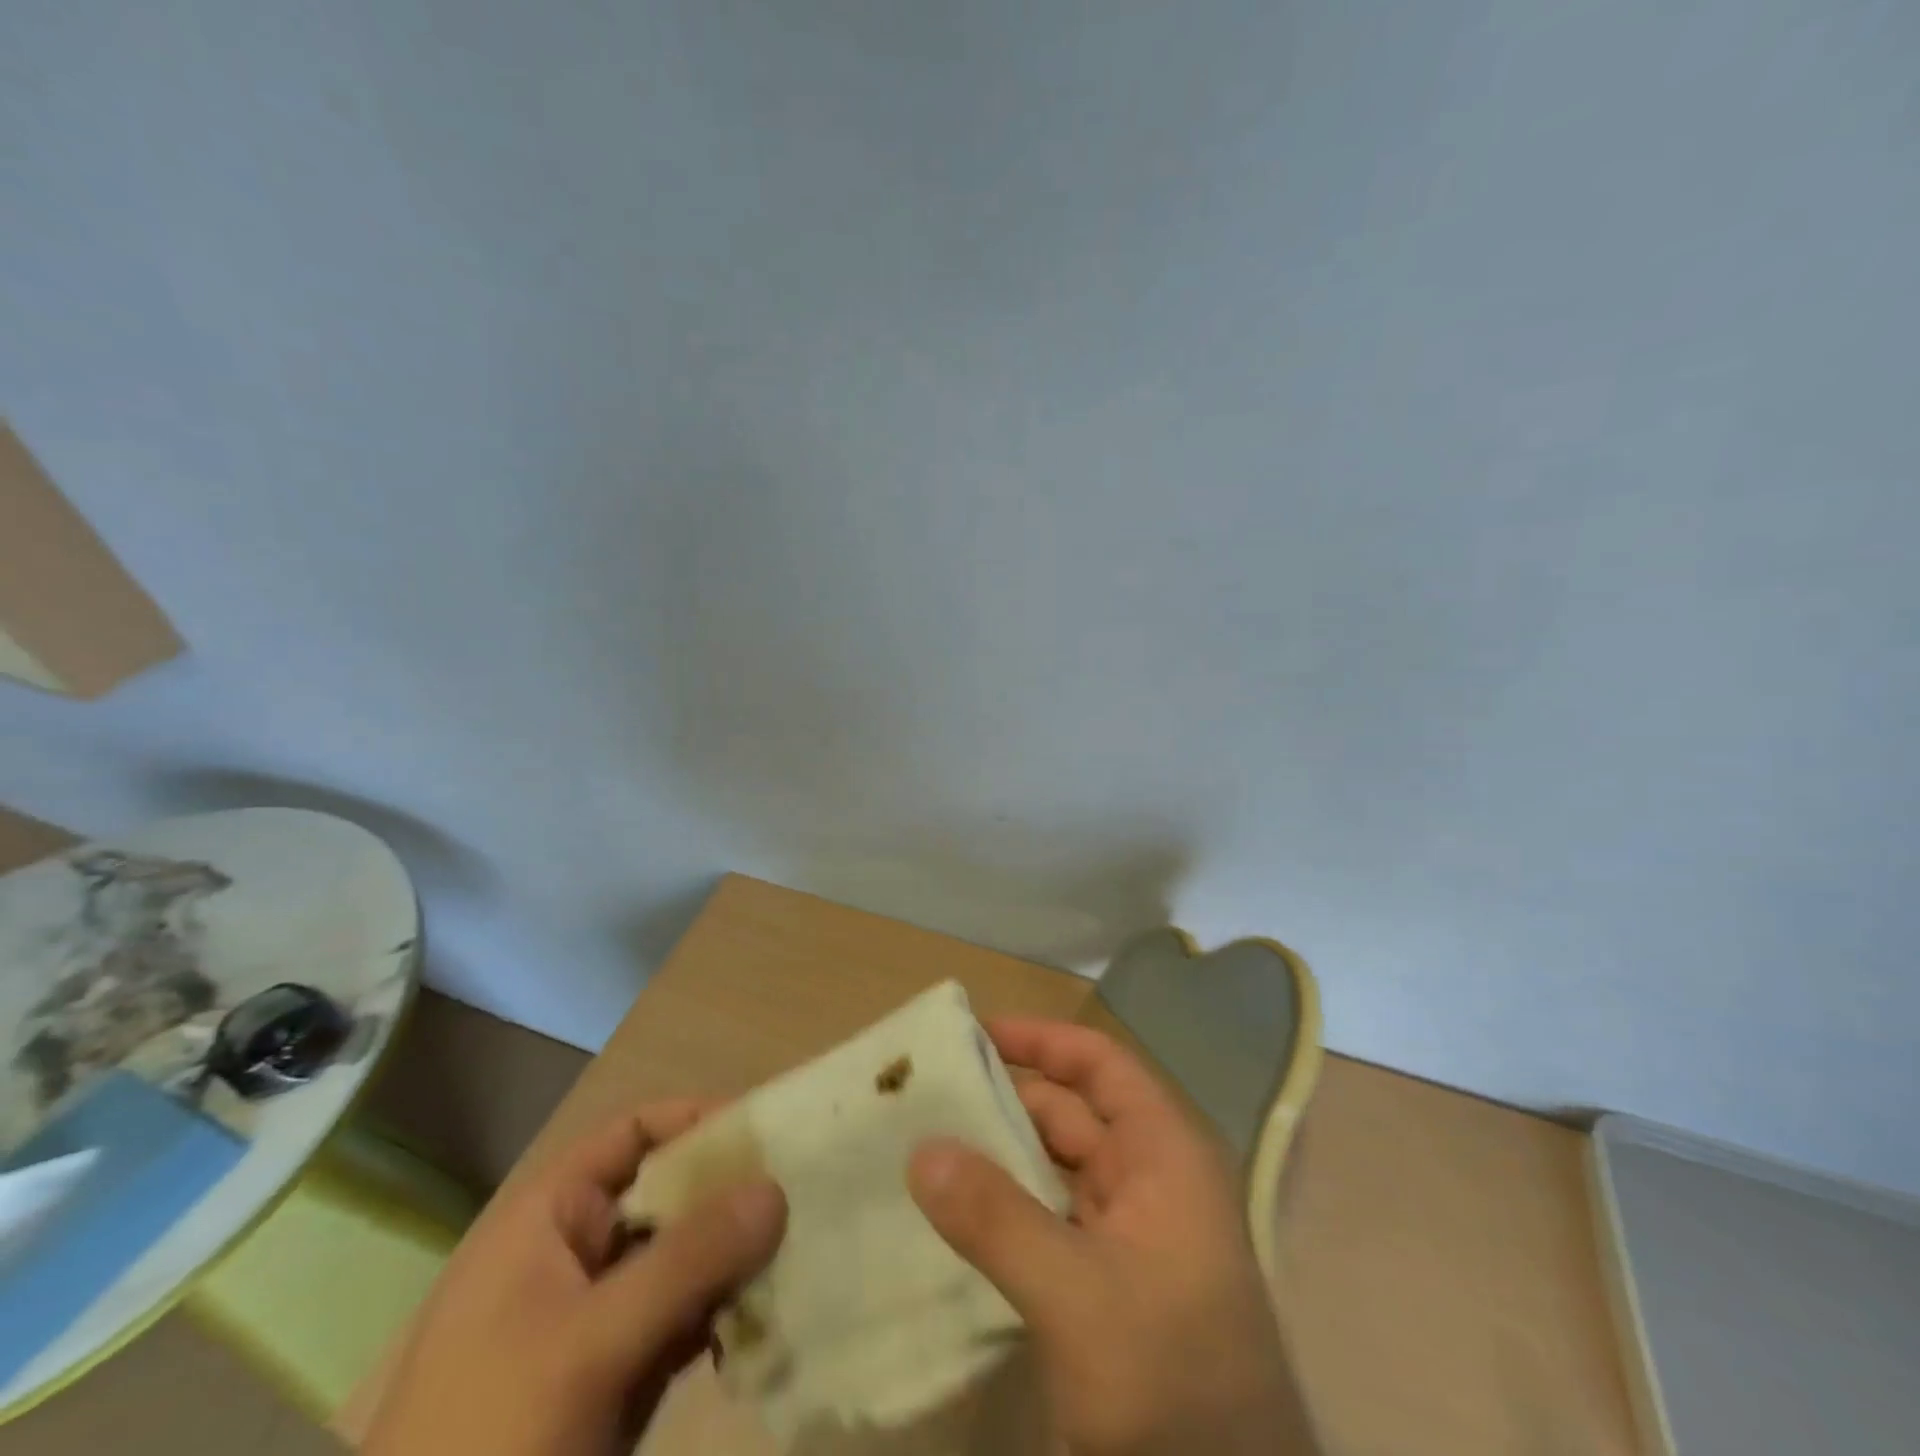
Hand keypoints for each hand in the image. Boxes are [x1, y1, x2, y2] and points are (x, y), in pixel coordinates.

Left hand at [365, 1102, 786, 1455]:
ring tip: (802, 1253)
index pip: (634, 1135)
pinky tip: (767, 1321)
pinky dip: (722, 1315)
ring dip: (735, 1259)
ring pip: (680, 1260)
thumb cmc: (493, 1441)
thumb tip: (778, 1187)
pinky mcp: (612, 1376)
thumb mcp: (591, 1344)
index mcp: (548, 1219)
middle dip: (731, 1196)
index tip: (769, 1131)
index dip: (698, 1121)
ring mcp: (593, 1319)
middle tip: (803, 1197)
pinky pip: (681, 1319)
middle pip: (667, 1195)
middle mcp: (573, 1253)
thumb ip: (688, 1260)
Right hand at [909, 1019, 1317, 1455]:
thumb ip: (996, 1217)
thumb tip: (920, 1148)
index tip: (973, 1034)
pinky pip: (1049, 1221)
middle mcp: (1149, 1180)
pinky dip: (1007, 1209)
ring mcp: (1131, 1236)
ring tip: (925, 1146)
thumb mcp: (1077, 1295)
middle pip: (1070, 1113)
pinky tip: (956, 1216)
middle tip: (926, 1096)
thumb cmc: (1172, 1382)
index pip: (1099, 1065)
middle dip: (1004, 1098)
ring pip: (1055, 1169)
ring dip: (999, 1156)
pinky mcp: (1109, 1286)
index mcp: (1163, 1153)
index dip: (1041, 1040)